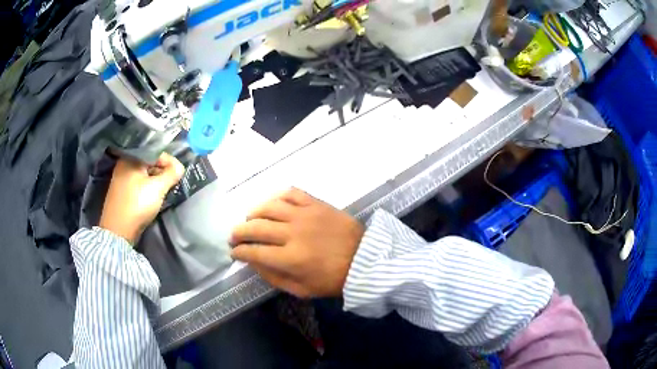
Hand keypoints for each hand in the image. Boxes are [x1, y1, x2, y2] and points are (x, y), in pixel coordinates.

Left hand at [99, 153, 184, 243]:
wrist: (118, 231)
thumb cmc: (137, 204)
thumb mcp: (158, 188)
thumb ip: (171, 174)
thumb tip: (180, 167)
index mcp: (131, 158)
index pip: (155, 152)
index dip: (169, 161)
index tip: (179, 173)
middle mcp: (124, 164)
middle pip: (149, 162)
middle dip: (162, 171)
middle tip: (172, 182)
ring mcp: (121, 178)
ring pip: (144, 174)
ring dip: (156, 180)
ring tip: (165, 190)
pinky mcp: (121, 191)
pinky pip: (138, 183)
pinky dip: (147, 187)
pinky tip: (153, 195)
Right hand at [231, 188, 364, 297]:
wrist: (364, 260)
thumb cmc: (333, 279)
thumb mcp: (302, 290)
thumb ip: (274, 277)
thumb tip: (253, 263)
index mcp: (290, 259)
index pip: (254, 252)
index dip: (239, 252)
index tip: (234, 252)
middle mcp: (293, 233)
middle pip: (256, 227)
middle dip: (239, 232)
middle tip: (235, 236)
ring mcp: (305, 215)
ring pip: (269, 207)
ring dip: (254, 213)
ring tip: (250, 219)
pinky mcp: (316, 204)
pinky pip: (291, 193)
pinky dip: (277, 196)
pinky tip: (272, 204)